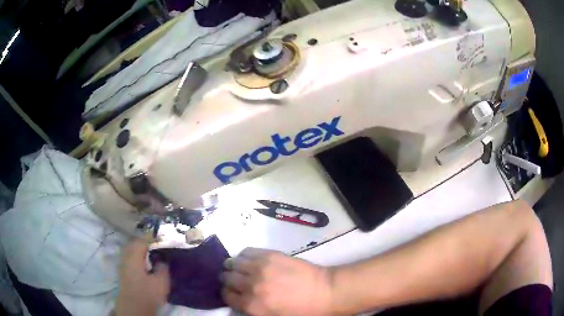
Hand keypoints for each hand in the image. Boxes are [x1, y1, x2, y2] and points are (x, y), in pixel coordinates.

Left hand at [116, 239, 169, 315]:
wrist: (134, 306)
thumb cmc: (148, 292)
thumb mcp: (161, 281)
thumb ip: (162, 267)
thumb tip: (162, 259)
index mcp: (134, 255)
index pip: (142, 241)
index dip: (151, 237)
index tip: (161, 237)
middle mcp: (126, 256)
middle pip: (133, 243)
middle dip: (143, 241)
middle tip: (155, 243)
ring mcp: (122, 264)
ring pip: (130, 250)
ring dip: (138, 249)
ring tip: (149, 252)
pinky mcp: (123, 271)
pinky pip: (129, 257)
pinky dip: (135, 255)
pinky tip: (142, 262)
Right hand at [221, 248, 333, 314]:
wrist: (324, 292)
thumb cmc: (301, 311)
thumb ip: (252, 310)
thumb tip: (239, 300)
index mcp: (252, 306)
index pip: (226, 296)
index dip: (227, 294)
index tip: (232, 292)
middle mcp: (251, 286)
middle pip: (227, 278)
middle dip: (228, 280)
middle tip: (235, 281)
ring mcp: (260, 268)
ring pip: (233, 263)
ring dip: (233, 267)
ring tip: (239, 269)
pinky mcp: (269, 255)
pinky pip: (247, 251)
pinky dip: (243, 256)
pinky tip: (249, 260)